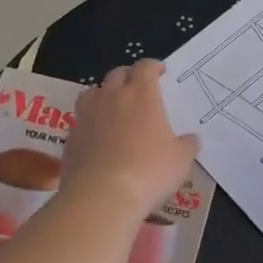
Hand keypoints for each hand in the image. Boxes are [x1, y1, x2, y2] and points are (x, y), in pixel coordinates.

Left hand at [62, 60, 199, 222]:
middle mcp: (112, 97)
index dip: (153, 67)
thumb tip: (191, 139)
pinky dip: (90, 122)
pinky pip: (81, 120)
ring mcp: (87, 115)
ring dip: (104, 94)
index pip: (145, 67)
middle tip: (138, 87)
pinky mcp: (71, 136)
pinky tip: (98, 137)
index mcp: (142, 94)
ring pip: (93, 92)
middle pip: (118, 74)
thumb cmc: (149, 171)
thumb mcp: (181, 160)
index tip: (160, 72)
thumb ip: (187, 145)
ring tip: (113, 107)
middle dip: (129, 76)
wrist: (102, 196)